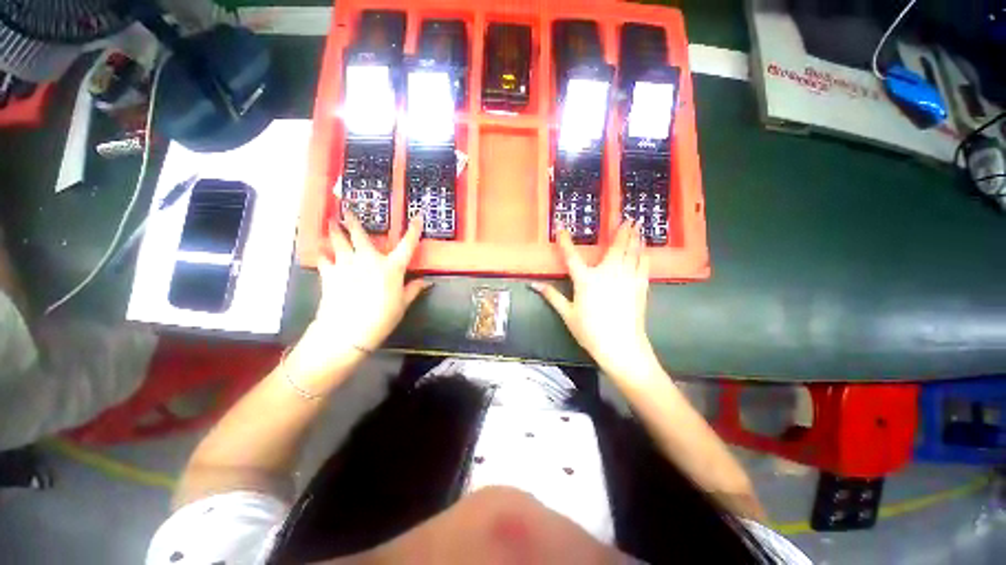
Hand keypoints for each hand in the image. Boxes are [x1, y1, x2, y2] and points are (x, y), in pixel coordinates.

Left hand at [311, 212, 431, 352]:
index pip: (407, 244)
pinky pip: (324, 260)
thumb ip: (414, 289)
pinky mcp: (330, 274)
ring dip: (334, 230)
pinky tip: (321, 252)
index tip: (417, 216)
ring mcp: (347, 265)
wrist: (348, 331)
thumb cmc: (382, 317)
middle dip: (353, 220)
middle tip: (346, 207)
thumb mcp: (402, 304)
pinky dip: (323, 255)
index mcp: (392, 267)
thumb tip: (427, 282)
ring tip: (330, 221)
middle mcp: (369, 260)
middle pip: (360, 235)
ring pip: (338, 242)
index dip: (414, 229)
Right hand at [531, 220, 658, 381]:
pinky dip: (644, 256)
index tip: (562, 228)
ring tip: (639, 227)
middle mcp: (607, 273)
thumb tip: (533, 285)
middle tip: (628, 218)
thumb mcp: (567, 314)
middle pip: (614, 247)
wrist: (621, 346)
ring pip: (632, 252)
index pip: (571, 256)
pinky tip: (646, 251)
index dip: (565, 241)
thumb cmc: (590, 331)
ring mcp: (626, 278)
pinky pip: (643, 265)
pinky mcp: (640, 286)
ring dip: (634, 239)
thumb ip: (551, 296)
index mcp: (585, 279)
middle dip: (621, 231)